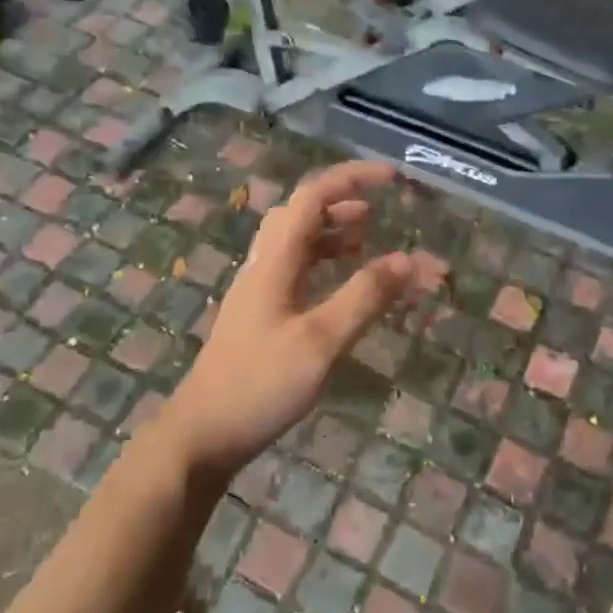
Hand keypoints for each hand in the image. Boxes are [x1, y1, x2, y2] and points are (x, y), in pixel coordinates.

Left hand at [164, 160, 428, 480]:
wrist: (202, 433)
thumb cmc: (261, 383)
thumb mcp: (321, 341)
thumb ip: (365, 297)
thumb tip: (410, 260)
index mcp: (275, 261)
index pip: (312, 197)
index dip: (351, 179)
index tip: (391, 178)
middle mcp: (263, 266)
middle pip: (299, 214)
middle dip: (340, 203)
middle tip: (379, 213)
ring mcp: (258, 292)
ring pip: (296, 243)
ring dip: (331, 233)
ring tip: (368, 240)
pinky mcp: (260, 316)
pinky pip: (295, 271)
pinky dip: (323, 263)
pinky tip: (340, 285)